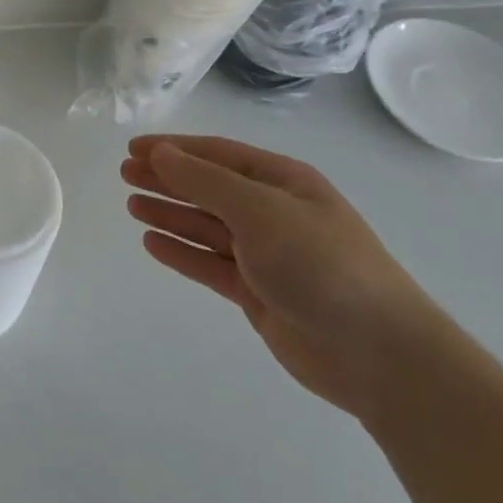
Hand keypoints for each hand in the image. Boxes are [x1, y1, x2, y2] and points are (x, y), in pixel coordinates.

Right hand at [122, 135, 442, 419]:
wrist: (378, 354)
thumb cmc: (321, 265)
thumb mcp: (260, 210)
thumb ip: (205, 181)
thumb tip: (161, 154)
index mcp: (283, 182)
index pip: (217, 154)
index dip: (174, 148)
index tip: (133, 149)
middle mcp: (273, 212)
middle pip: (209, 187)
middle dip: (167, 179)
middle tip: (123, 174)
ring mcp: (266, 254)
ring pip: (206, 225)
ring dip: (170, 213)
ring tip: (130, 205)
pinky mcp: (259, 292)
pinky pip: (210, 263)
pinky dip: (181, 252)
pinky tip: (152, 243)